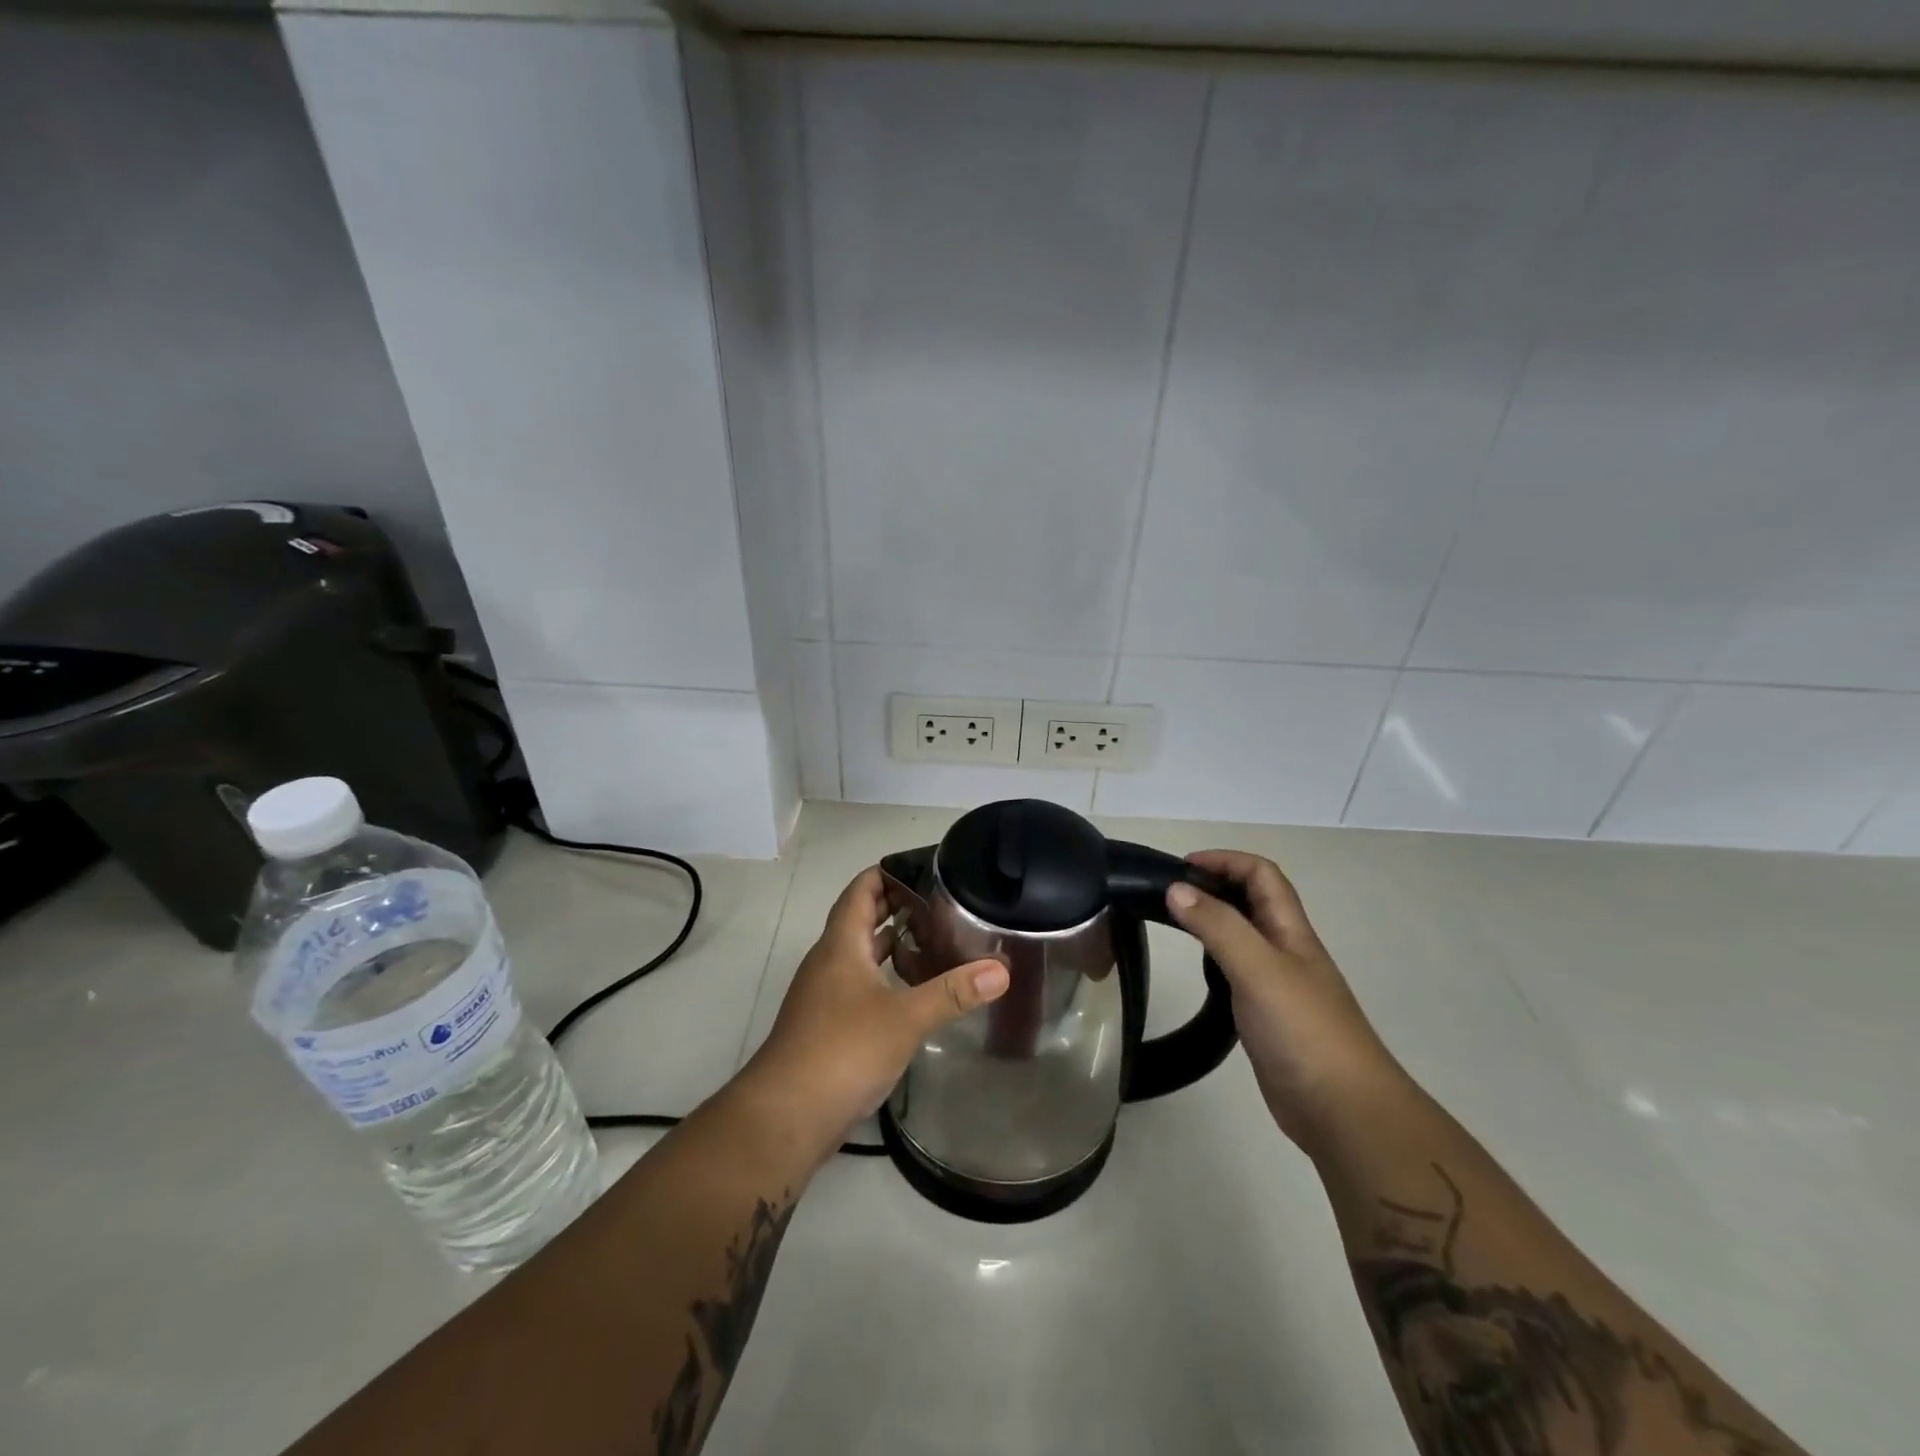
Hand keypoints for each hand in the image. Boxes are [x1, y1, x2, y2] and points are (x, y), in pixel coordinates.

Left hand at [745, 867, 1008, 1150]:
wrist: (785, 1116)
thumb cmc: (842, 1050)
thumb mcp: (904, 1018)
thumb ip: (952, 992)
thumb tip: (1001, 969)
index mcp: (840, 945)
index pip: (861, 890)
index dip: (888, 872)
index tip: (925, 866)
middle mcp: (829, 962)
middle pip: (860, 919)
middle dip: (896, 906)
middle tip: (942, 901)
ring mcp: (825, 996)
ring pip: (861, 955)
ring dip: (891, 943)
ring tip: (935, 938)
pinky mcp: (828, 1027)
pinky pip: (860, 986)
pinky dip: (886, 977)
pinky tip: (914, 992)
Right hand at [1167, 851, 1407, 1152]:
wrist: (1343, 1110)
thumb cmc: (1303, 1030)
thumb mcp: (1257, 968)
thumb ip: (1218, 926)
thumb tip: (1176, 888)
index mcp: (1291, 931)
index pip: (1262, 875)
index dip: (1226, 860)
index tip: (1182, 867)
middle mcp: (1286, 951)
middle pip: (1254, 901)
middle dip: (1216, 885)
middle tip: (1170, 894)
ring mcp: (1279, 985)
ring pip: (1245, 936)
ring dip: (1214, 920)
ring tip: (1175, 924)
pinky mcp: (1268, 1016)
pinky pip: (1239, 972)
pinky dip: (1215, 959)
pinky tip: (1198, 973)